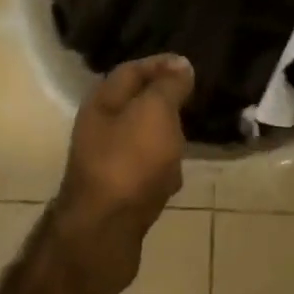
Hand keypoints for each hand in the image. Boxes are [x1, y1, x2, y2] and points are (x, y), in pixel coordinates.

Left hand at [54, 55, 192, 254]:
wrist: (106, 229)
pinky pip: (144, 169)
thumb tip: (180, 64)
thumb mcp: (154, 112)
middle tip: (194, 98)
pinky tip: (175, 175)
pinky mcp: (118, 191)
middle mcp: (99, 128)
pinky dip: (162, 167)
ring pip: (141, 138)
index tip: (190, 66)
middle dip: (164, 100)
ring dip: (165, 134)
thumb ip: (168, 87)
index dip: (160, 64)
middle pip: (135, 104)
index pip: (132, 70)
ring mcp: (107, 161)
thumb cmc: (130, 161)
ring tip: (190, 133)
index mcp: (102, 102)